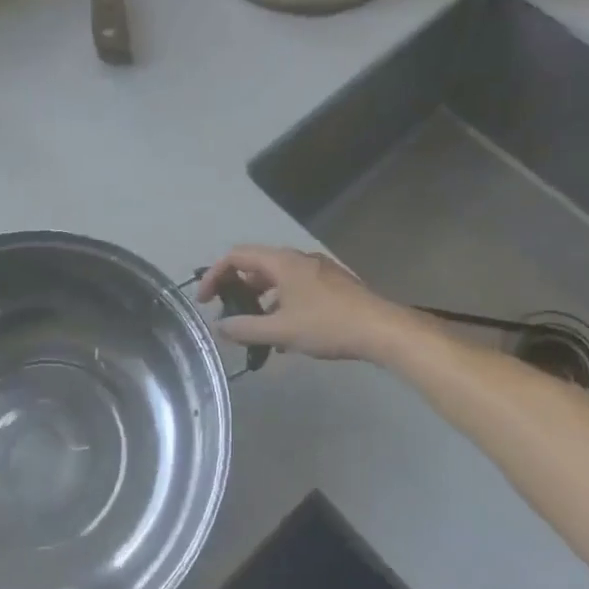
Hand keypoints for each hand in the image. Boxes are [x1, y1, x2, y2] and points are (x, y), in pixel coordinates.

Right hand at [197, 246, 415, 362]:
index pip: (237, 256)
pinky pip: (296, 287)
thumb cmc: (328, 325)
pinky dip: (282, 302)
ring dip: (261, 298)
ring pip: (278, 278)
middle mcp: (298, 258)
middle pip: (257, 265)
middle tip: (229, 313)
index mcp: (282, 262)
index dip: (215, 275)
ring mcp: (318, 270)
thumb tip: (220, 327)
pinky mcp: (333, 284)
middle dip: (238, 288)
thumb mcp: (282, 331)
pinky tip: (286, 332)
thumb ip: (246, 328)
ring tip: (256, 328)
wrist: (381, 329)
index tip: (206, 300)